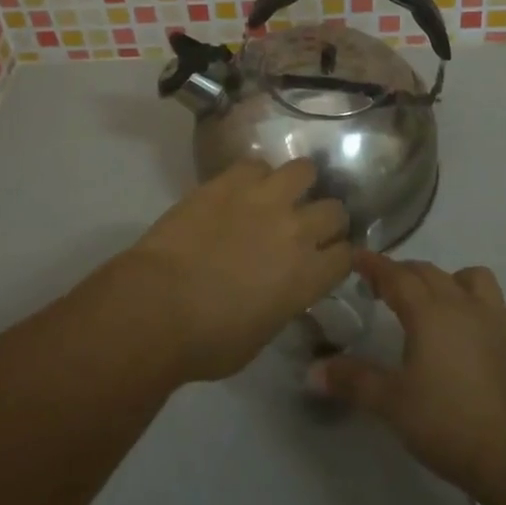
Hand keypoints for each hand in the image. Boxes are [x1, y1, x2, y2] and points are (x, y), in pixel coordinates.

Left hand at [115, 158, 350, 383]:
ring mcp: (264, 199)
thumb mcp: (262, 334)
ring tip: (279, 194)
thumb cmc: (207, 340)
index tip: (324, 259)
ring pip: (304, 170)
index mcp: (308, 276)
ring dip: (296, 184)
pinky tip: (241, 189)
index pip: (347, 255)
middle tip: (304, 227)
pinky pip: (256, 164)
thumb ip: (284, 302)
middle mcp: (296, 230)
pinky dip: (254, 176)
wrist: (158, 305)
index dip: (337, 257)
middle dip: (325, 219)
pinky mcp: (230, 180)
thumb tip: (283, 288)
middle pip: (334, 210)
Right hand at [309, 251, 505, 498]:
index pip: (395, 275)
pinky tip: (473, 328)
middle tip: (380, 287)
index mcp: (428, 311)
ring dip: (448, 280)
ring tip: (432, 302)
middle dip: (402, 272)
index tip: (355, 257)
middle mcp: (460, 304)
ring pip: (470, 278)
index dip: (373, 264)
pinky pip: (497, 308)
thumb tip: (313, 370)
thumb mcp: (391, 403)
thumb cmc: (448, 421)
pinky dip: (481, 307)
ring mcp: (492, 321)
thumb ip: (353, 381)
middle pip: (428, 272)